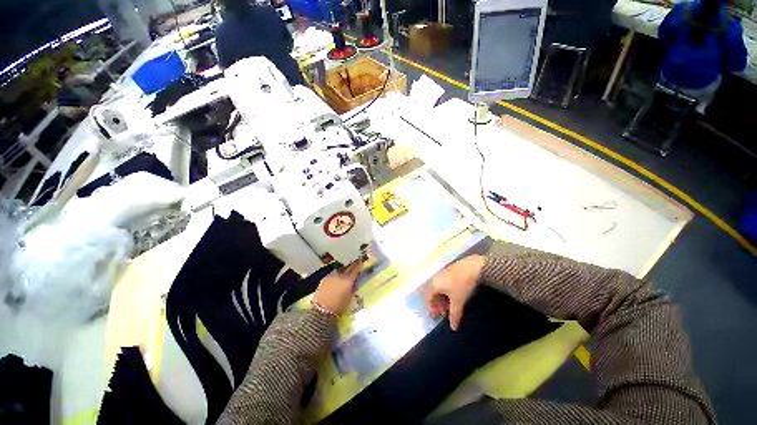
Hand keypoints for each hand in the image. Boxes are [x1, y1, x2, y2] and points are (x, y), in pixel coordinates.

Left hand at [312, 262, 361, 315]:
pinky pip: (332, 274)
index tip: (361, 262)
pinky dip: (335, 276)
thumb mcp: (350, 299)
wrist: (321, 311)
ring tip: (344, 273)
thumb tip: (354, 284)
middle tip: (355, 265)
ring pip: (339, 270)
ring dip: (342, 271)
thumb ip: (352, 289)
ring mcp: (331, 276)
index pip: (355, 269)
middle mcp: (340, 276)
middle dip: (351, 266)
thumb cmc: (338, 308)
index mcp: (348, 281)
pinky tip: (335, 280)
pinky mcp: (324, 279)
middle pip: (347, 268)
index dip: (359, 265)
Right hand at [423, 255, 485, 330]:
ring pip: (439, 288)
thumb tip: (453, 327)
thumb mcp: (458, 301)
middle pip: (432, 293)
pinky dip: (447, 291)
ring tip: (451, 305)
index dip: (431, 309)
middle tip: (445, 312)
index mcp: (434, 285)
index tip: (437, 317)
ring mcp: (442, 273)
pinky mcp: (449, 270)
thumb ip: (454, 315)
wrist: (473, 267)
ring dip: (443, 298)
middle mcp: (436, 278)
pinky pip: (444, 283)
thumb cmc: (462, 285)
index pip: (428, 298)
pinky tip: (455, 295)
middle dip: (437, 304)